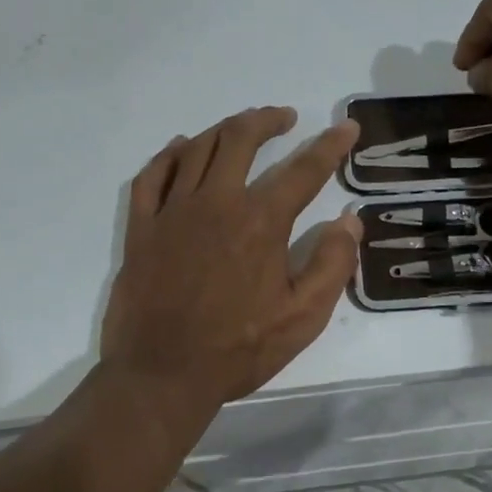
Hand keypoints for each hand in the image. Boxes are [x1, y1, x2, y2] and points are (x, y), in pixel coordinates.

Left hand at [99, 107, 361, 432]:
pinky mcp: (142, 227)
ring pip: (198, 148)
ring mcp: (172, 211)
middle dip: (267, 120)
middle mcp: (216, 203)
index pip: (303, 170)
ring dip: (225, 129)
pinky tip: (181, 148)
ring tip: (242, 126)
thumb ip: (333, 264)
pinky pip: (152, 175)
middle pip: (241, 139)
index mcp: (260, 222)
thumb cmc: (237, 349)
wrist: (161, 375)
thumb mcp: (303, 317)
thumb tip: (350, 220)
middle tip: (284, 117)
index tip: (346, 127)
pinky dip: (170, 154)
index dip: (330, 145)